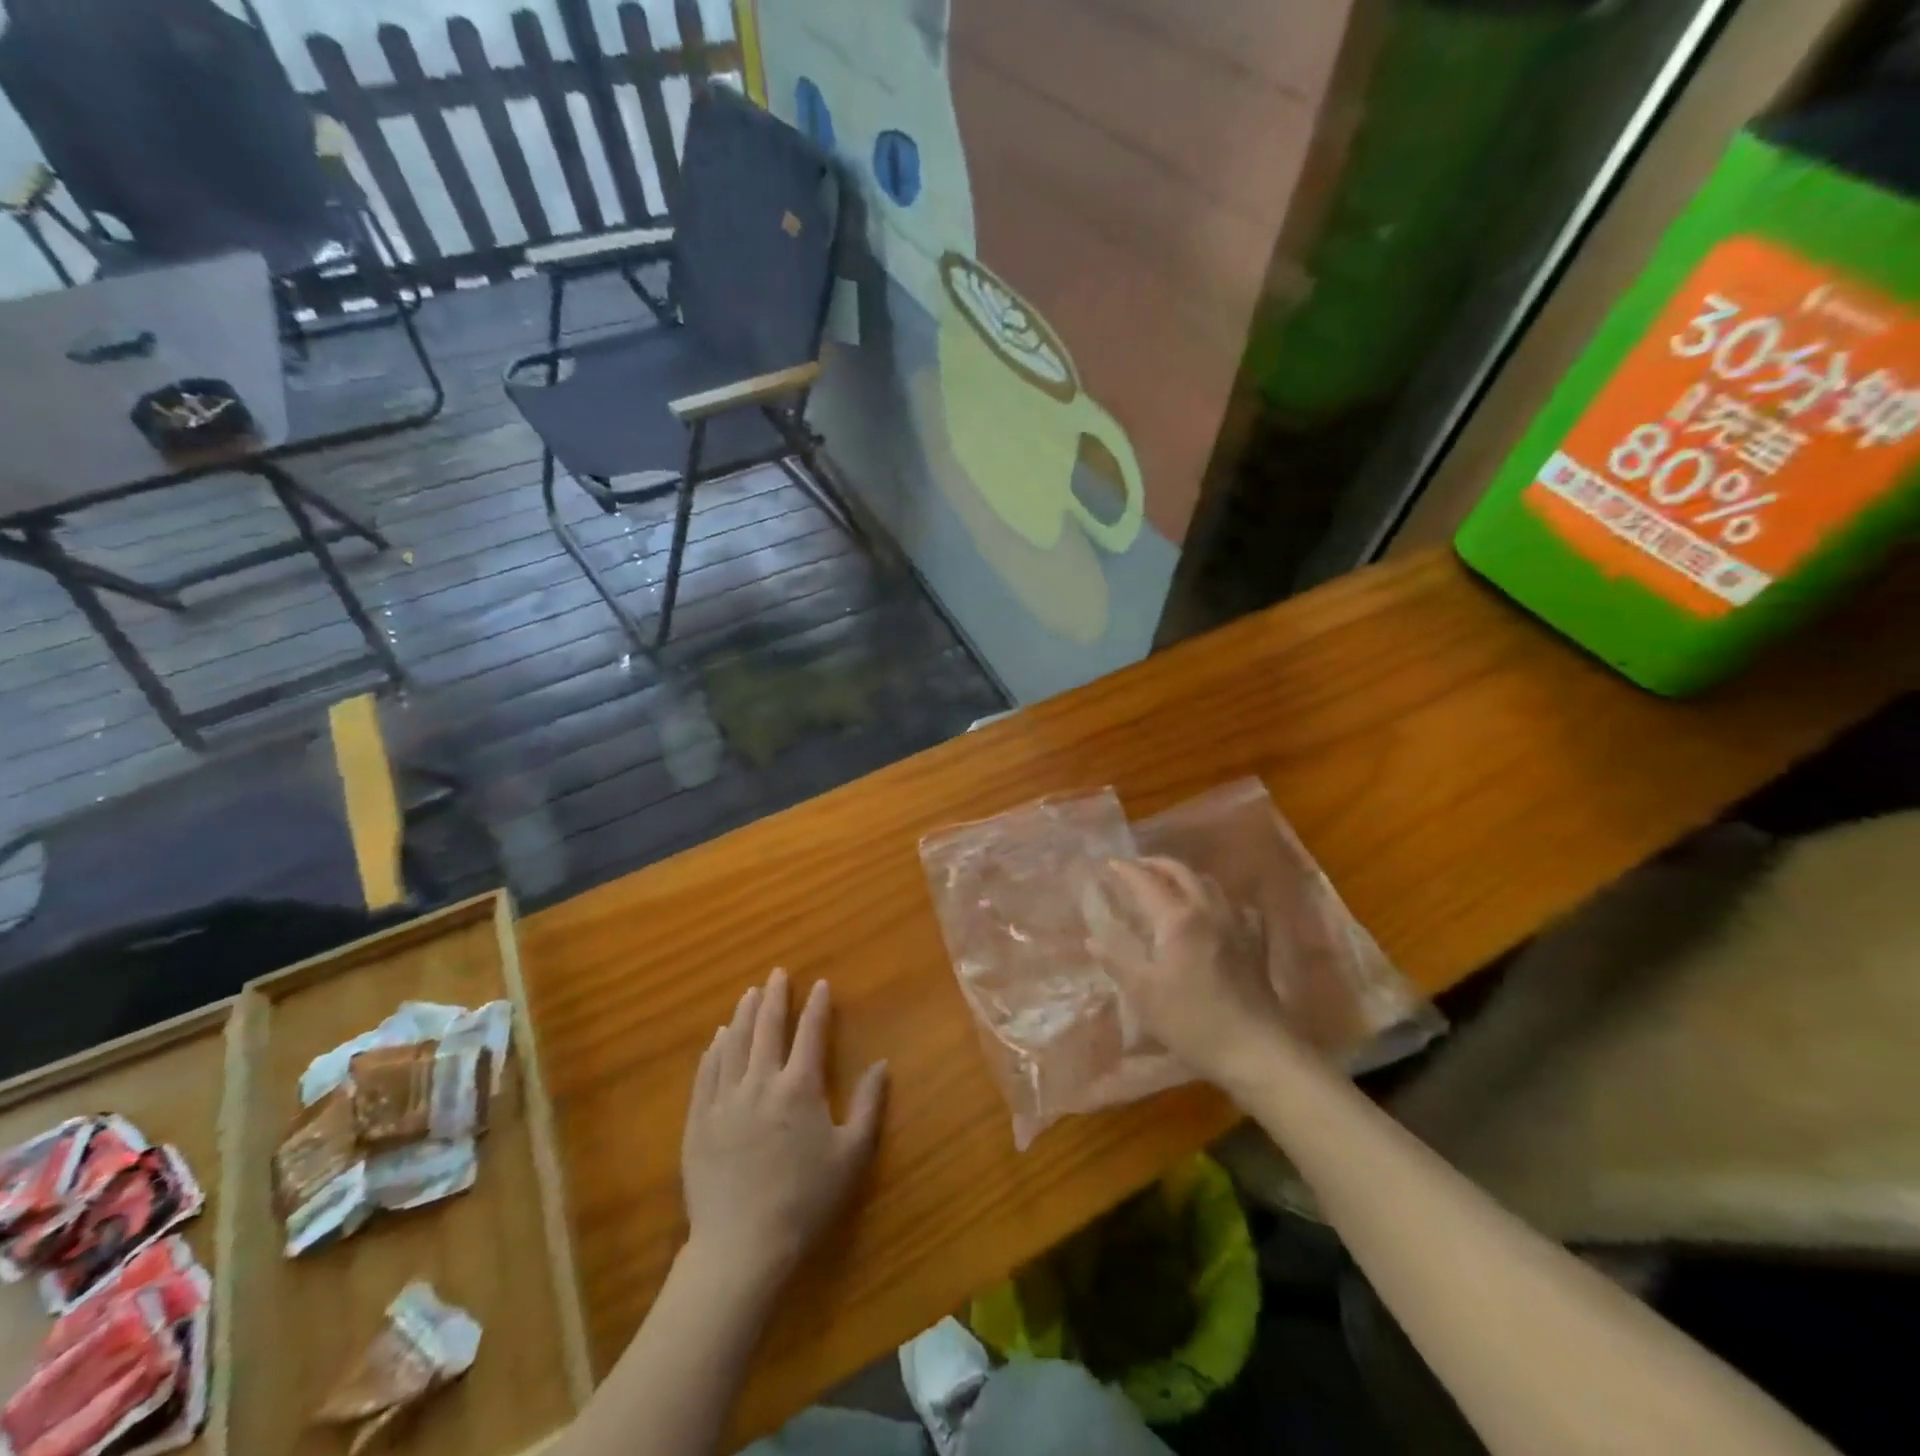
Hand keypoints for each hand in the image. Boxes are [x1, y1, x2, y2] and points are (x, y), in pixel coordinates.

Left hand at [681, 968, 887, 1296]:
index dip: (816, 1006)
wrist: (742, 1246)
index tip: (819, 984)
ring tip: (748, 994)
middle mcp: (760, 1082)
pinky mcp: (698, 1121)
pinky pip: (705, 1073)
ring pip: (733, 1043)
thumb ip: (869, 1104)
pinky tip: (717, 1038)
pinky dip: (714, 1050)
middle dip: (774, 997)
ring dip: (742, 1014)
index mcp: (800, 1087)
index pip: (810, 1032)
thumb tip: (882, 1063)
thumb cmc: (805, 1200)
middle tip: (777, 973)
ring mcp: (725, 1100)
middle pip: (766, 1028)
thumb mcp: (851, 1155)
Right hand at [1090, 857, 1295, 1090]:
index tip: (1111, 863)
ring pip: (1211, 885)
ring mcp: (1236, 925)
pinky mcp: (1255, 944)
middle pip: (1182, 873)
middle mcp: (1208, 911)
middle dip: (1157, 864)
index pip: (1147, 882)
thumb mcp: (1143, 994)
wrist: (1256, 1049)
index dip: (1127, 870)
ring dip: (1187, 877)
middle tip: (1138, 866)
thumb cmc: (1191, 1020)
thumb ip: (1117, 961)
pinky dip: (1219, 901)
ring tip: (1171, 884)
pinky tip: (1217, 913)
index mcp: (1177, 919)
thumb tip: (1092, 940)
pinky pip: (1237, 908)